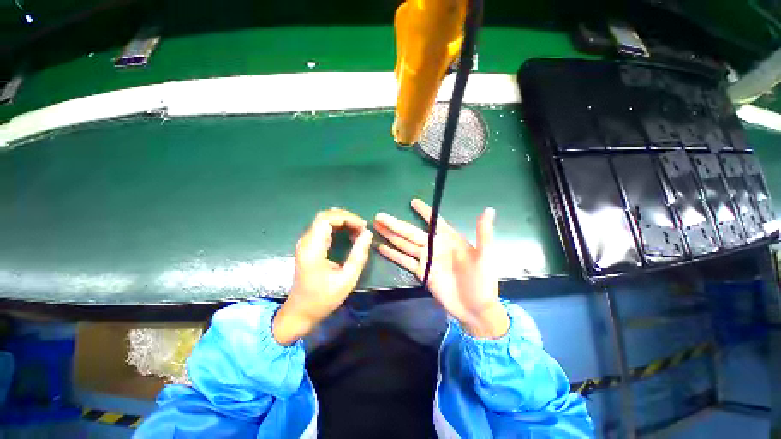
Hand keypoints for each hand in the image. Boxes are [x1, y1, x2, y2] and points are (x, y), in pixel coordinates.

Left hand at [273, 208, 372, 345]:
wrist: (300, 312)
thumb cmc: (323, 299)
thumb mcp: (347, 279)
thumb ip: (358, 255)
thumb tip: (368, 233)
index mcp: (312, 249)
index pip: (326, 219)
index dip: (346, 218)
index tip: (362, 226)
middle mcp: (306, 242)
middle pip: (324, 216)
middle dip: (346, 217)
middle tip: (362, 227)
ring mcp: (305, 243)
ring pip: (323, 220)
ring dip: (342, 221)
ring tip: (358, 230)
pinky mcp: (308, 246)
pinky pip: (322, 228)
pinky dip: (337, 227)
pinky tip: (348, 235)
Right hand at [374, 199, 508, 338]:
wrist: (475, 309)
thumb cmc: (482, 282)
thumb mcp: (485, 257)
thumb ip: (484, 233)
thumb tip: (489, 210)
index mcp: (449, 239)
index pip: (434, 221)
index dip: (424, 211)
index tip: (413, 201)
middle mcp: (434, 246)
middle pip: (411, 232)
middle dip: (395, 223)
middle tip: (380, 215)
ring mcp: (426, 259)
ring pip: (404, 244)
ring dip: (390, 235)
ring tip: (376, 226)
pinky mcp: (420, 272)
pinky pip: (403, 260)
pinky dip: (392, 254)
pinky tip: (381, 247)